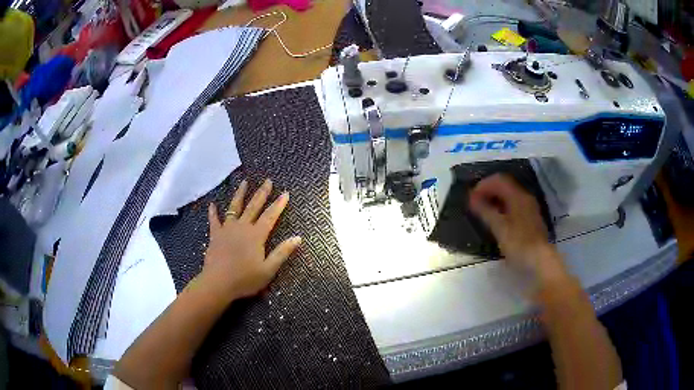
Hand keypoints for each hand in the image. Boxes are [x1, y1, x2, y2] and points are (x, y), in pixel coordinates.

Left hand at [197, 178, 301, 301]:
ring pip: (234, 207)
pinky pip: (214, 220)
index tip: (285, 193)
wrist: (218, 283)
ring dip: (240, 194)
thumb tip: (298, 238)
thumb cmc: (245, 279)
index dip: (279, 204)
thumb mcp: (268, 269)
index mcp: (256, 235)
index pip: (270, 216)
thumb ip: (282, 252)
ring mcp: (227, 229)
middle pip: (254, 206)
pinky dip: (213, 212)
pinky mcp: (215, 235)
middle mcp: (242, 227)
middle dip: (262, 193)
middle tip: (268, 180)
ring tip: (244, 182)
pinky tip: (212, 204)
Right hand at [469, 174, 565, 283]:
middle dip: (488, 191)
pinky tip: (497, 220)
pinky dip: (503, 207)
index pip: (499, 180)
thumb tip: (472, 198)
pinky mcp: (531, 219)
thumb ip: (485, 211)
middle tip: (475, 203)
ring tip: (483, 211)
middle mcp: (525, 197)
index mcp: (518, 196)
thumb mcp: (499, 228)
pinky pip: (514, 205)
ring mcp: (530, 208)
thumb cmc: (518, 243)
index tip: (471, 197)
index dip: (483, 185)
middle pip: (505, 186)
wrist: (539, 261)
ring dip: (496, 199)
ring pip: (510, 196)